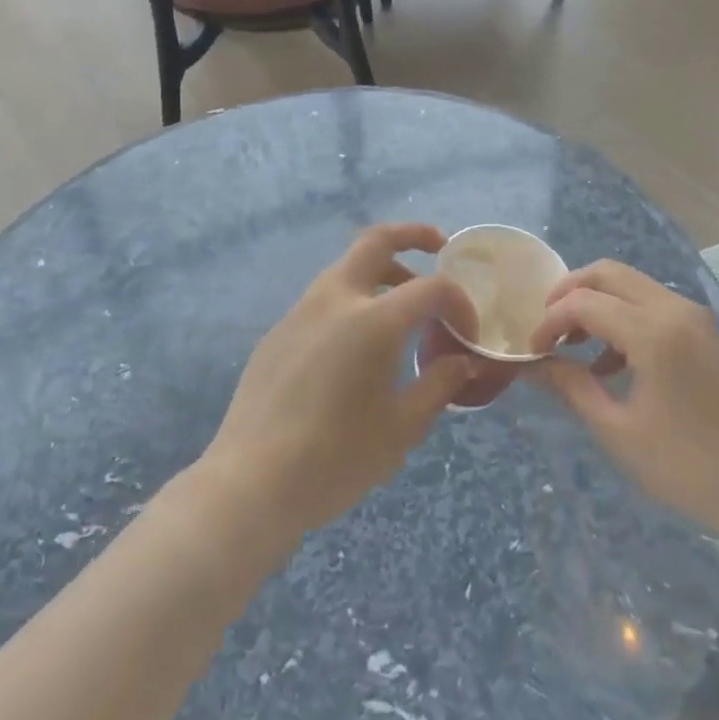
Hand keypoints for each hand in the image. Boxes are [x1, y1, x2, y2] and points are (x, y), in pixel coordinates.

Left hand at [200, 224, 480, 539]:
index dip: (459, 304)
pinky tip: (357, 346)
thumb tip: (463, 362)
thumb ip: (439, 384)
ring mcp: (301, 311)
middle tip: (439, 247)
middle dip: (413, 235)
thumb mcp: (402, 427)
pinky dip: (353, 300)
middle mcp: (335, 299)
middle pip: (377, 240)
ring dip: (382, 272)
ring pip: (347, 267)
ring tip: (403, 306)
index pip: (432, 288)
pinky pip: (324, 299)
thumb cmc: (336, 459)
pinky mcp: (278, 331)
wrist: (250, 484)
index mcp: (373, 320)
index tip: (468, 334)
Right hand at [528, 260, 718, 550]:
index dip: (550, 320)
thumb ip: (572, 388)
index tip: (532, 350)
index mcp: (652, 331)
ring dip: (598, 302)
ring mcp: (696, 316)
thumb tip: (535, 364)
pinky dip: (625, 315)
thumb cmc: (688, 466)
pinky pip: (655, 304)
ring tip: (575, 346)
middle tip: (548, 327)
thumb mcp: (618, 431)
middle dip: (570, 292)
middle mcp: (675, 308)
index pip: (584, 302)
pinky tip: (613, 362)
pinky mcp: (707, 330)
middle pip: (609, 273)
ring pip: (633, 284)